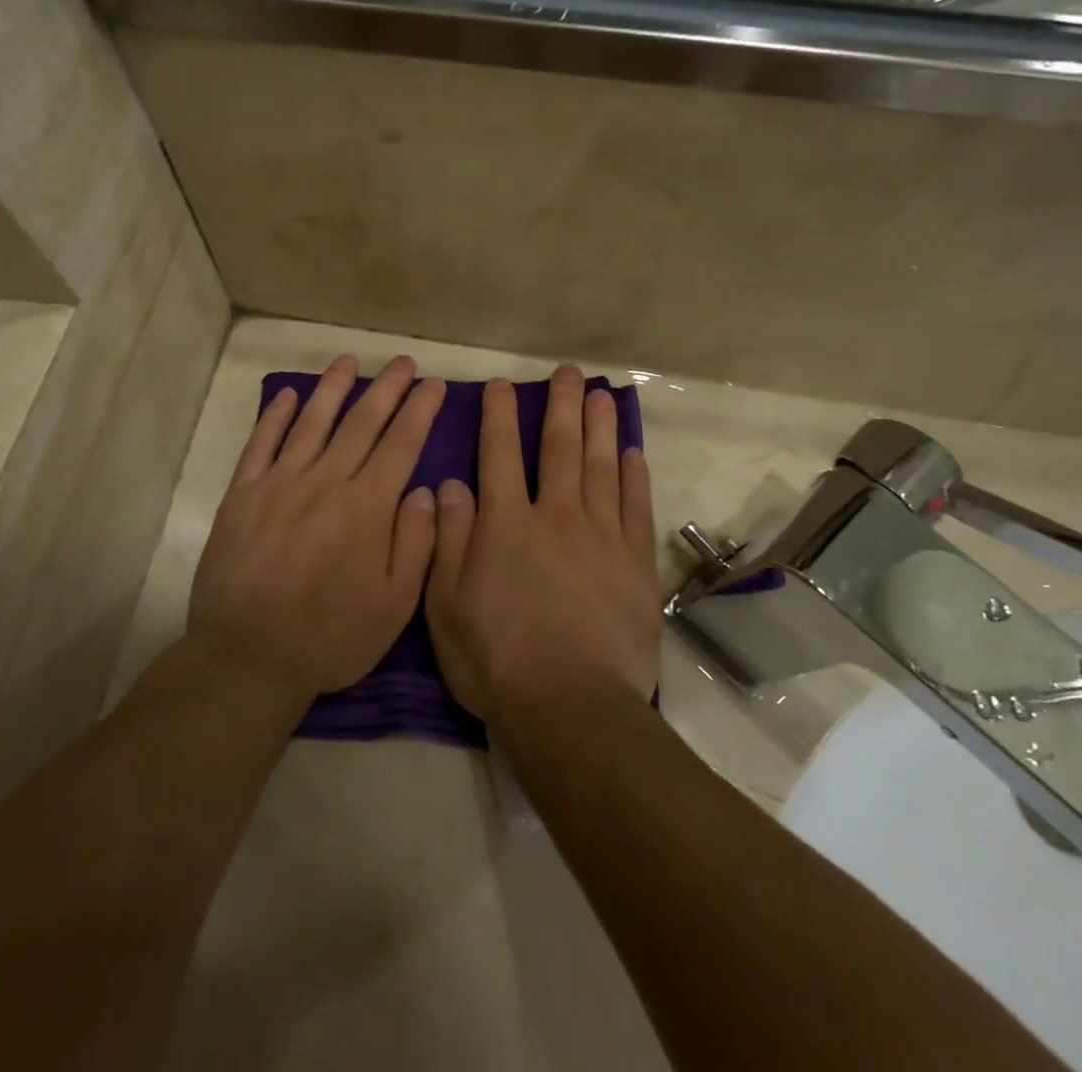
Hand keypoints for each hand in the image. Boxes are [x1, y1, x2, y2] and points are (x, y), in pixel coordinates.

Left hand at [188, 354, 445, 700]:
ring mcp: (279, 484)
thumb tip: (424, 491)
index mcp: (367, 506)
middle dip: (386, 388)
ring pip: (312, 422)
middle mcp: (326, 482)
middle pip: (362, 423)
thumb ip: (416, 544)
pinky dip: (274, 416)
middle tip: (403, 362)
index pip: (401, 444)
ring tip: (349, 360)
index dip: (420, 410)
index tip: (433, 385)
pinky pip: (260, 444)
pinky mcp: (242, 495)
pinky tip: (287, 395)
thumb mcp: (394, 605)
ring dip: (333, 388)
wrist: (248, 657)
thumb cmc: (331, 636)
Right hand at [425, 366, 658, 721]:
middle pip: (559, 448)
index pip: (498, 454)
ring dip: (600, 427)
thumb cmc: (497, 659)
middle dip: (562, 406)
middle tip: (569, 373)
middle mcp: (555, 516)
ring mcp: (601, 536)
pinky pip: (635, 507)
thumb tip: (450, 484)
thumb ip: (449, 538)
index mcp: (506, 524)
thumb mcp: (447, 604)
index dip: (500, 416)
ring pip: (601, 467)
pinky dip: (634, 477)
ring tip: (602, 396)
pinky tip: (633, 454)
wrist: (572, 707)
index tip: (503, 386)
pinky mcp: (635, 563)